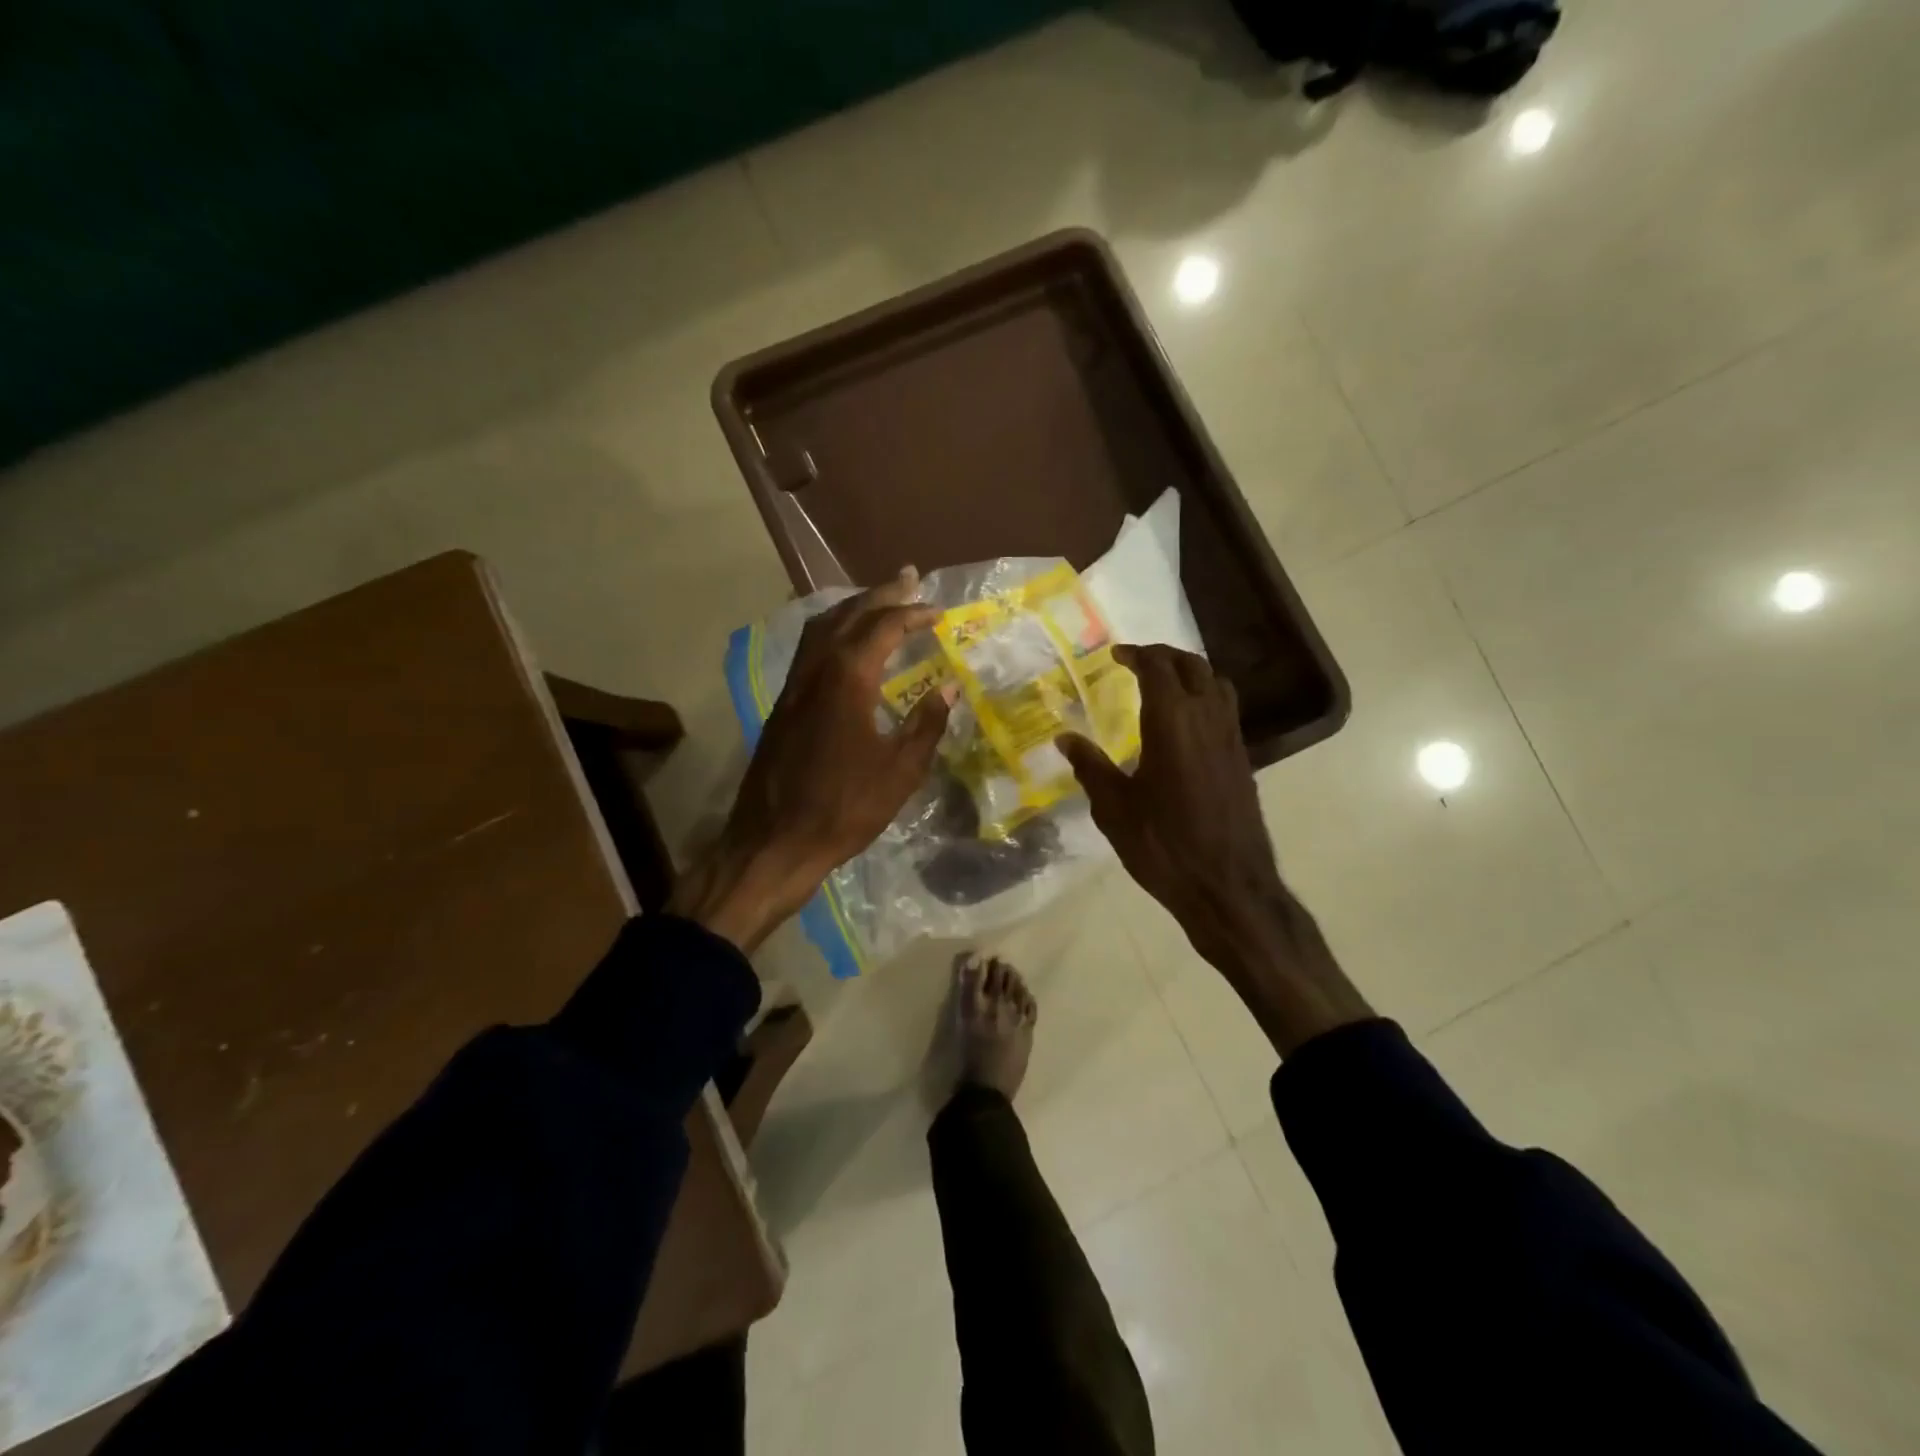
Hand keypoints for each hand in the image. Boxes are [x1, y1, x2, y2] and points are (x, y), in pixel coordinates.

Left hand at [671, 568, 950, 952]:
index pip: (882, 628)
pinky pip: (808, 651)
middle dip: (880, 594)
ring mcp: (793, 687)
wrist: (774, 842)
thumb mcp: (899, 772)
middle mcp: (815, 671)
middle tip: (908, 578)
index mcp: (847, 680)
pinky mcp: (782, 706)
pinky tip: (845, 646)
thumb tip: (947, 689)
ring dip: (852, 608)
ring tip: (878, 601)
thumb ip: (925, 725)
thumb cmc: (844, 809)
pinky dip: (832, 632)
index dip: (912, 614)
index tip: (938, 611)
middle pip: (847, 615)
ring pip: (821, 628)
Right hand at [1059, 645, 1369, 1053]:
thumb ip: (1090, 767)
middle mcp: (1207, 719)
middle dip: (1164, 656)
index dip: (1136, 654)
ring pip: (1217, 684)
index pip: (1158, 668)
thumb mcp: (1114, 808)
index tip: (1115, 655)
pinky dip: (1205, 698)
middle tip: (1137, 662)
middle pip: (1193, 666)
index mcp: (1172, 722)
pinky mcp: (1242, 760)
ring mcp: (1231, 738)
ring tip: (1164, 684)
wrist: (1227, 887)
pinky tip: (1185, 725)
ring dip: (1190, 673)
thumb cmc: (1163, 845)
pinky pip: (1225, 710)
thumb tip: (1065, 738)